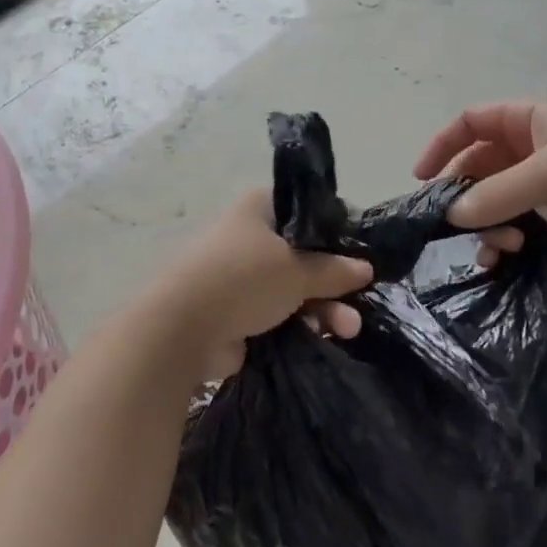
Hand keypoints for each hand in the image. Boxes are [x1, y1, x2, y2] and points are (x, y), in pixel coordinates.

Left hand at [139, 190, 374, 380]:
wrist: (181, 330)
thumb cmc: (243, 280)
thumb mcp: (298, 270)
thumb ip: (334, 269)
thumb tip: (366, 268)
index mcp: (259, 209)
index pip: (306, 211)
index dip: (335, 230)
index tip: (360, 253)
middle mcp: (249, 238)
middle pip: (304, 255)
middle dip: (333, 281)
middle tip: (358, 301)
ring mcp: (242, 277)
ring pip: (294, 289)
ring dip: (323, 308)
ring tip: (346, 330)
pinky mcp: (237, 313)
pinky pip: (279, 315)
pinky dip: (301, 324)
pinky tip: (325, 337)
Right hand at [413, 100, 546, 263]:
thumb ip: (500, 192)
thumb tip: (452, 215)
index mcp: (533, 120)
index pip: (475, 121)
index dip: (445, 143)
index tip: (422, 177)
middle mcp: (532, 149)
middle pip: (478, 164)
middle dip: (461, 191)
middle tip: (447, 222)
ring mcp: (544, 185)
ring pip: (493, 200)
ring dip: (484, 222)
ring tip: (496, 246)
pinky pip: (514, 225)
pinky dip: (501, 239)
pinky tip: (503, 256)